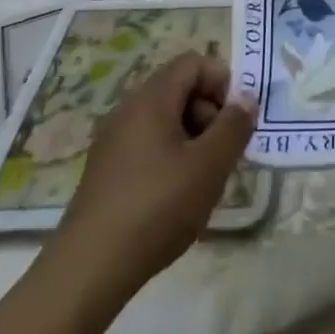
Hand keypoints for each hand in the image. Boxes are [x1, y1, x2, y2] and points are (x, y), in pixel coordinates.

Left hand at [50, 53, 256, 295]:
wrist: (89, 270)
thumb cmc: (156, 207)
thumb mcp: (209, 165)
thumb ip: (234, 126)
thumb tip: (246, 99)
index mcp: (150, 99)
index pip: (193, 63)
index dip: (222, 82)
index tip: (235, 121)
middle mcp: (128, 110)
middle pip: (180, 89)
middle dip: (210, 113)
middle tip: (223, 153)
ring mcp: (113, 141)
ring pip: (166, 120)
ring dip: (193, 139)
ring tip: (204, 180)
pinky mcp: (107, 171)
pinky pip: (149, 145)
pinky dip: (171, 158)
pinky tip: (177, 197)